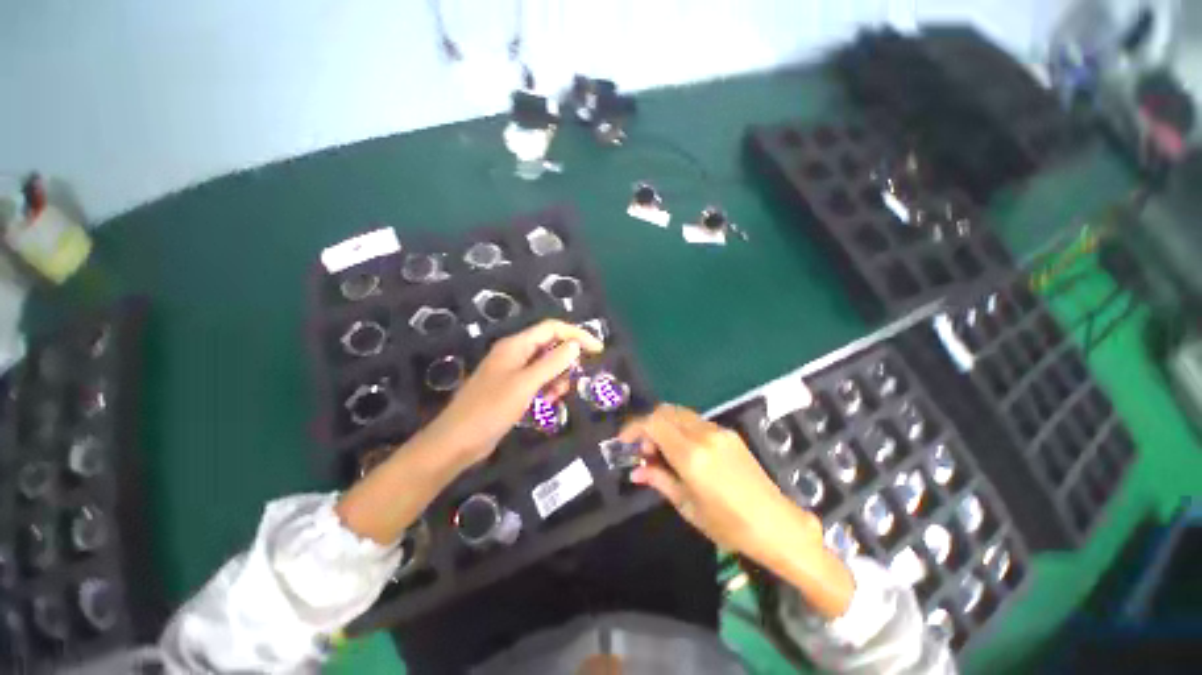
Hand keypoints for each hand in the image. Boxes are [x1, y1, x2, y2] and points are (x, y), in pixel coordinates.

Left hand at [418, 319, 603, 469]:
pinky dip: (545, 391)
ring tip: (553, 399)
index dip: (576, 335)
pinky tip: (543, 406)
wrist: (457, 442)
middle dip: (565, 363)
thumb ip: (551, 363)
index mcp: (516, 345)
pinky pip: (538, 383)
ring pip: (546, 367)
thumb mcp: (525, 384)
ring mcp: (513, 372)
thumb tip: (574, 345)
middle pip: (550, 347)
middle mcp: (515, 354)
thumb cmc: (490, 410)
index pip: (553, 329)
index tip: (598, 350)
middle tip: (570, 383)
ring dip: (556, 380)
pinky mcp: (512, 389)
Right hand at [619, 405, 823, 564]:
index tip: (624, 442)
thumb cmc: (729, 525)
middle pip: (665, 411)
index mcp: (692, 455)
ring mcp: (718, 430)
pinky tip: (681, 449)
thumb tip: (636, 472)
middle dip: (648, 425)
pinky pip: (695, 421)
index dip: (634, 428)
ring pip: (679, 413)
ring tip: (660, 451)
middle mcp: (704, 434)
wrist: (776, 524)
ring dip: (663, 424)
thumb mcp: (688, 506)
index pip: (654, 424)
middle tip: (643, 450)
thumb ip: (659, 480)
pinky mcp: (728, 432)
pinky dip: (679, 428)